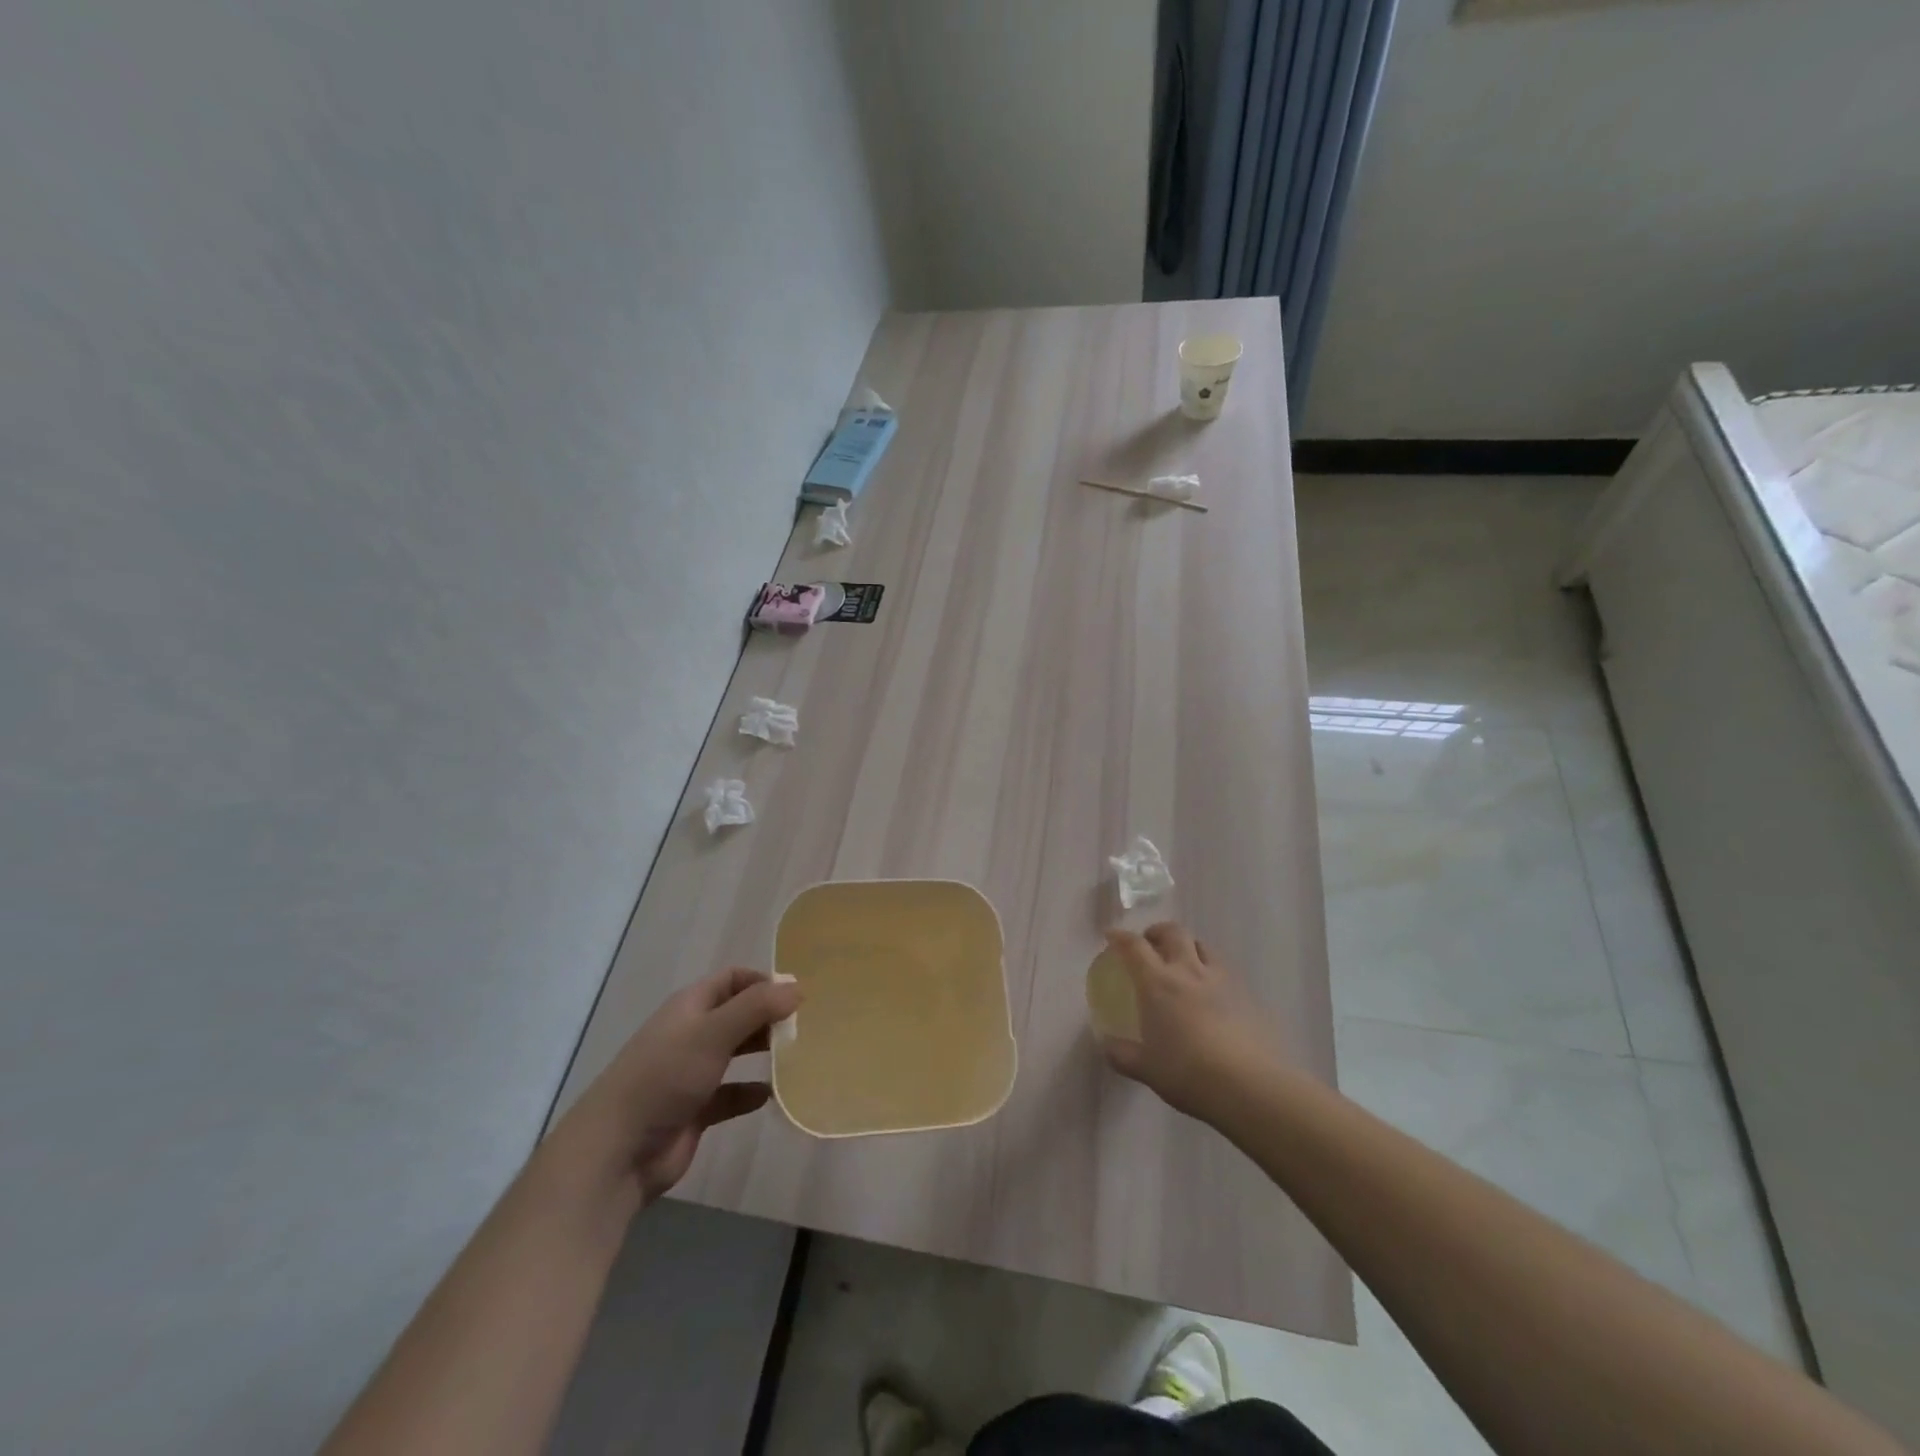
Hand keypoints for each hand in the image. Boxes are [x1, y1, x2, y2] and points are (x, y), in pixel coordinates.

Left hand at [559, 967, 800, 1205]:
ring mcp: (691, 1073)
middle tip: (804, 1026)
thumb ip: (757, 1008)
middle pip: (737, 1014)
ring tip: (797, 1055)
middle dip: (768, 1016)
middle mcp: (691, 1034)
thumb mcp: (714, 1033)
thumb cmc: (665, 1078)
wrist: (617, 1152)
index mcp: (690, 1007)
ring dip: (762, 1052)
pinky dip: (750, 1093)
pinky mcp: (695, 1110)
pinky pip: (730, 1095)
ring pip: (735, 1053)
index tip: (796, 995)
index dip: (763, 981)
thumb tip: (798, 988)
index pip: (732, 979)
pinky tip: (772, 1095)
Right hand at [1099, 923, 1278, 1121]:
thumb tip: (1106, 1045)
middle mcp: (1188, 971)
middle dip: (1158, 932)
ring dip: (1188, 947)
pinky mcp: (1247, 995)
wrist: (1249, 1085)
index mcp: (1158, 983)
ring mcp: (1221, 980)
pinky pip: (1224, 970)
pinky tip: (1212, 994)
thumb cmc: (1188, 1073)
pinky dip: (1211, 971)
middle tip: (1150, 944)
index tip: (1111, 936)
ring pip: (1202, 946)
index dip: (1120, 937)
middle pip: (1173, 932)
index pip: (1134, 947)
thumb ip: (1122, 1054)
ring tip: (1183, 963)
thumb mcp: (1146, 1068)